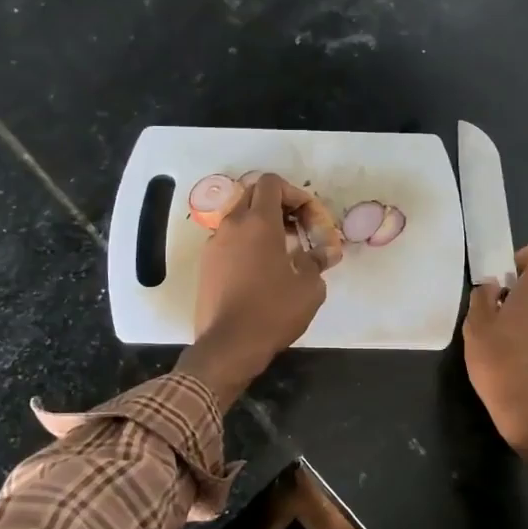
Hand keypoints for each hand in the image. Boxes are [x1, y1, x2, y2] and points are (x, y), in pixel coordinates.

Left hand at [176, 172, 329, 405]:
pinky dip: (246, 243)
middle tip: (297, 228)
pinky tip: (261, 270)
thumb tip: (322, 254)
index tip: (308, 218)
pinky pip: (229, 240)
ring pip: (239, 218)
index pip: (271, 183)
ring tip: (282, 251)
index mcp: (258, 222)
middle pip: (253, 194)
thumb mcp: (309, 288)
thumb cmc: (273, 312)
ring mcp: (214, 244)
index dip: (294, 193)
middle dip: (277, 205)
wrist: (228, 346)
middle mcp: (232, 225)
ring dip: (261, 224)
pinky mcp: (206, 265)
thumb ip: (316, 261)